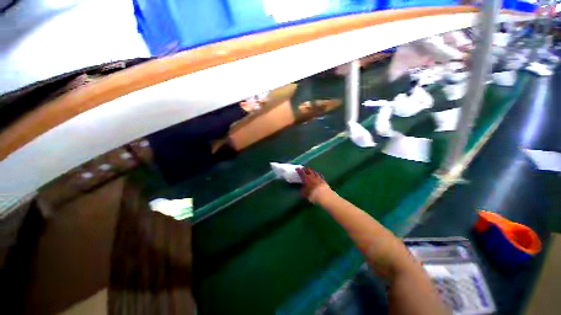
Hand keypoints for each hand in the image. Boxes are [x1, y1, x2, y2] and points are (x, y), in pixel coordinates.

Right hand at [297, 167, 330, 201]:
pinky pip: (320, 175)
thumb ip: (303, 191)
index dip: (299, 170)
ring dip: (311, 170)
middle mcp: (312, 176)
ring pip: (314, 172)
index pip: (302, 173)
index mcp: (306, 178)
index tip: (297, 169)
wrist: (324, 195)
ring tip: (310, 170)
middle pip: (308, 170)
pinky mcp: (323, 180)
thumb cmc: (312, 194)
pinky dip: (318, 174)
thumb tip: (302, 190)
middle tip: (303, 168)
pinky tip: (318, 174)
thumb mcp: (305, 194)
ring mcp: (318, 177)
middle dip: (305, 169)